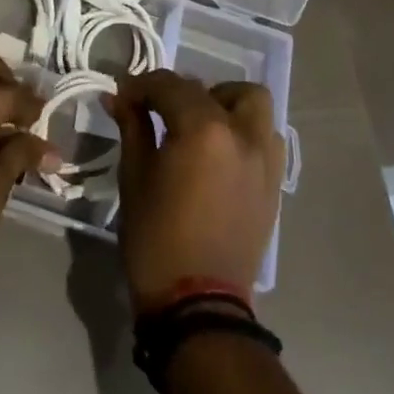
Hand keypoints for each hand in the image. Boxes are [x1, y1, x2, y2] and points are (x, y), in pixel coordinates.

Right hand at [105, 70, 285, 311]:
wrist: (198, 308)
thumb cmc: (157, 239)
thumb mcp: (135, 177)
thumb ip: (132, 127)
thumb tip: (119, 96)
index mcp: (204, 129)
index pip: (169, 85)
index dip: (141, 86)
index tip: (122, 97)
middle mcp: (241, 133)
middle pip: (211, 89)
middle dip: (180, 92)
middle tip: (158, 112)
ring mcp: (264, 159)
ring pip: (251, 104)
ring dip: (223, 104)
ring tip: (197, 127)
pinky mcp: (274, 184)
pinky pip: (264, 137)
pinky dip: (243, 131)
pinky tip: (219, 153)